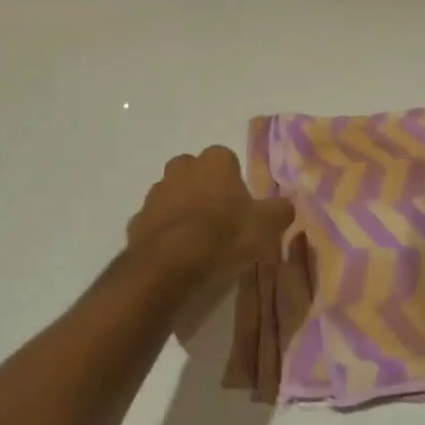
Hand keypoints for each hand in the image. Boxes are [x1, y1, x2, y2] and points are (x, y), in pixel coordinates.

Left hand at [127, 146, 293, 278]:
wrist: (170, 264)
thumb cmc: (224, 235)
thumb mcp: (267, 226)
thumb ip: (280, 211)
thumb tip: (286, 206)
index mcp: (214, 161)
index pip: (227, 160)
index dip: (235, 183)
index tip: (241, 207)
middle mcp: (182, 167)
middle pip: (196, 173)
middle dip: (205, 190)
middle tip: (219, 221)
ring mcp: (156, 193)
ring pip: (173, 196)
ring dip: (183, 211)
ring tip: (197, 243)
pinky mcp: (137, 220)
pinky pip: (156, 223)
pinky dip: (164, 234)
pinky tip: (176, 256)